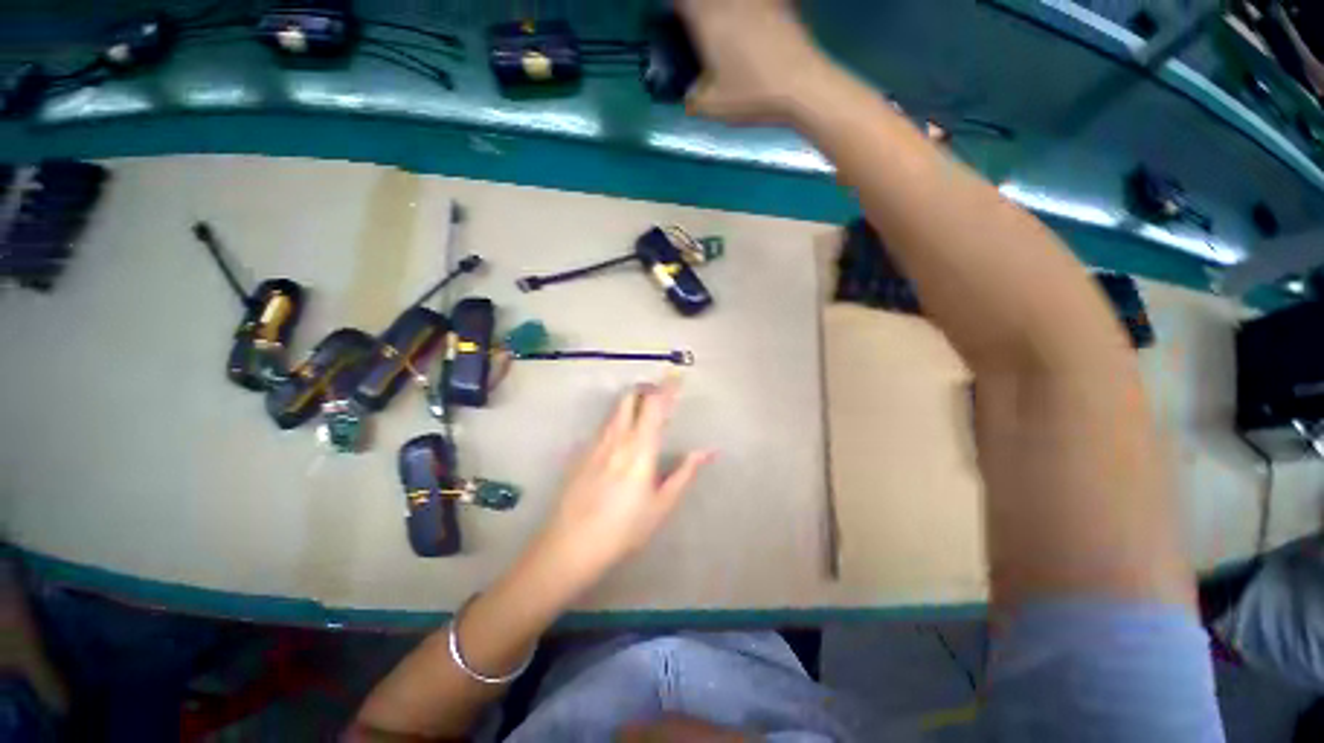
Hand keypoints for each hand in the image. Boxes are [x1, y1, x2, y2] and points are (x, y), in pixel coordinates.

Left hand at [534, 375, 714, 582]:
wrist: (571, 545)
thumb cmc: (624, 528)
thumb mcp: (661, 504)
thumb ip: (685, 473)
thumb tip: (708, 451)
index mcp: (640, 448)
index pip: (655, 406)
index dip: (667, 387)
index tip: (676, 374)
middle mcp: (617, 437)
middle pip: (631, 398)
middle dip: (647, 389)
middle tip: (660, 395)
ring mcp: (597, 443)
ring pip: (616, 410)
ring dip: (632, 403)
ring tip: (644, 411)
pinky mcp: (583, 452)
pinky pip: (604, 425)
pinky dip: (618, 419)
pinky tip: (621, 437)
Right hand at [677, 0, 832, 124]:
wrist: (801, 85)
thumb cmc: (752, 95)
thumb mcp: (714, 107)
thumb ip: (694, 101)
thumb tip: (688, 97)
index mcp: (708, 19)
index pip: (683, 2)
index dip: (679, 11)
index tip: (677, 22)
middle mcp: (730, 1)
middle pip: (707, 1)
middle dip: (700, 11)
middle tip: (700, 29)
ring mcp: (758, 0)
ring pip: (733, 3)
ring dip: (726, 12)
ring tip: (725, 30)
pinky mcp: (780, 4)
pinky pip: (760, 5)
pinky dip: (752, 12)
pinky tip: (753, 27)